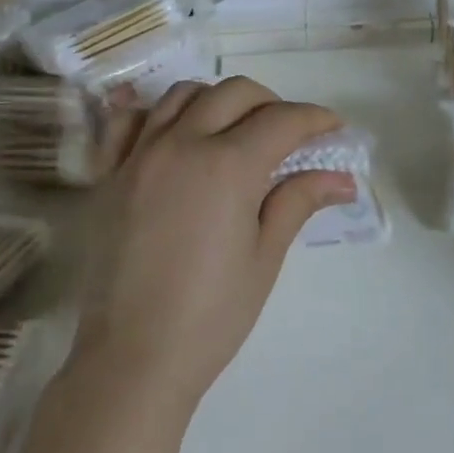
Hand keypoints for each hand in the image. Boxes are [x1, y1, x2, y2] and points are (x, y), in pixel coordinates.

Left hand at [70, 76, 352, 412]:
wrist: (133, 358)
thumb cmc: (212, 315)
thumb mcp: (265, 257)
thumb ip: (298, 202)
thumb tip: (344, 179)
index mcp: (227, 166)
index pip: (282, 121)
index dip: (315, 119)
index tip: (334, 129)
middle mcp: (181, 145)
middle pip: (234, 93)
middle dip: (272, 103)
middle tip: (290, 134)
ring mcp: (139, 155)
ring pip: (183, 95)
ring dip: (219, 100)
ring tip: (236, 129)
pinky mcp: (109, 174)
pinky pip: (128, 121)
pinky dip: (156, 113)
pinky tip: (174, 129)